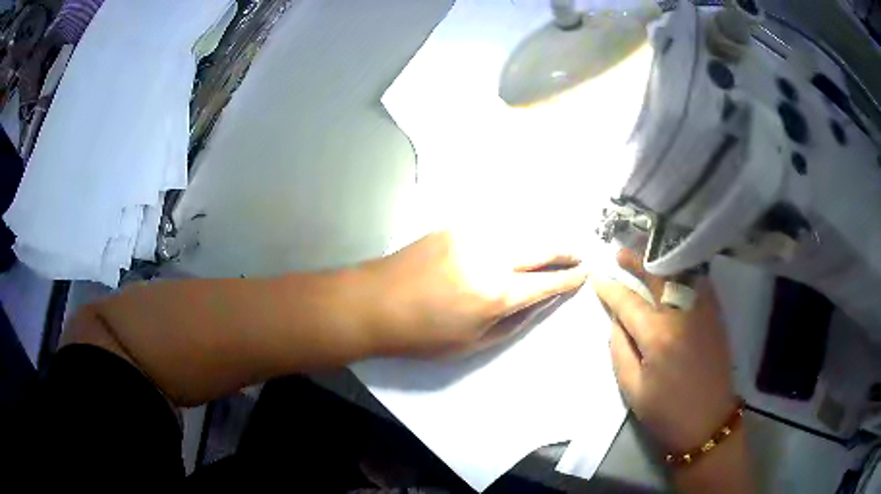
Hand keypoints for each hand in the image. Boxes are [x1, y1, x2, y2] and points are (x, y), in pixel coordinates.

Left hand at [363, 230, 588, 356]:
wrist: (374, 303)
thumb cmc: (422, 335)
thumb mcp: (472, 343)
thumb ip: (513, 322)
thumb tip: (539, 303)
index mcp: (497, 294)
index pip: (547, 283)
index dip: (570, 279)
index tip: (585, 274)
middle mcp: (491, 257)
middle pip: (541, 247)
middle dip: (564, 251)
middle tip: (578, 255)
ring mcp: (471, 236)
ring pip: (520, 231)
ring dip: (540, 240)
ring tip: (551, 249)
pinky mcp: (454, 226)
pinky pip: (495, 226)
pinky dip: (513, 233)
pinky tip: (516, 240)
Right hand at [593, 248, 737, 451]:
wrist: (708, 421)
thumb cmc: (666, 411)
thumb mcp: (632, 388)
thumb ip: (620, 350)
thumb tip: (616, 320)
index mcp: (657, 335)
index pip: (628, 302)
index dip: (610, 288)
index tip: (596, 276)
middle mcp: (681, 314)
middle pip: (656, 278)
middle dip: (636, 263)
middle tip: (620, 252)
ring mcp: (702, 312)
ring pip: (680, 275)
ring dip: (661, 263)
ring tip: (647, 255)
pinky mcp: (715, 316)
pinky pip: (700, 284)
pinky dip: (686, 272)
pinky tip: (677, 271)